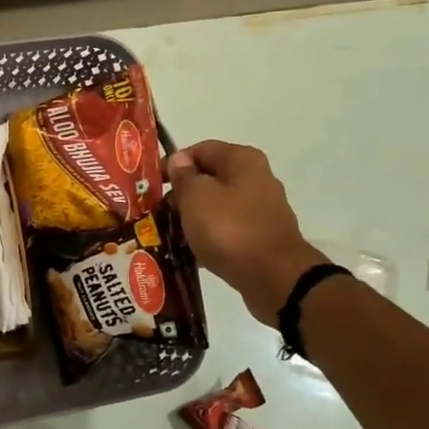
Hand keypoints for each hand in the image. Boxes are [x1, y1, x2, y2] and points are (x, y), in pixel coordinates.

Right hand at [166, 141, 327, 324]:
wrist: (274, 278)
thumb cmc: (230, 230)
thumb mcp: (197, 198)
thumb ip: (185, 177)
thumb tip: (180, 160)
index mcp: (242, 160)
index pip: (200, 150)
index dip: (174, 164)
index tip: (153, 186)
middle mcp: (256, 179)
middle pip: (210, 178)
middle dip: (182, 195)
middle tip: (158, 214)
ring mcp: (260, 209)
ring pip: (217, 206)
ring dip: (194, 219)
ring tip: (170, 235)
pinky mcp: (261, 237)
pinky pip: (227, 230)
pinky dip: (209, 238)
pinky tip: (192, 253)